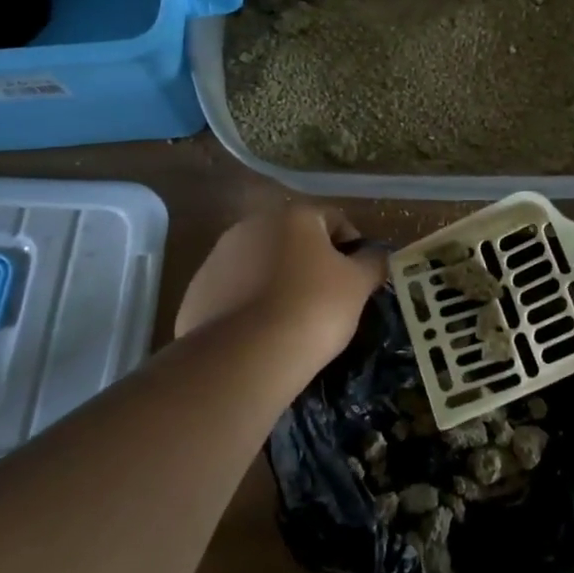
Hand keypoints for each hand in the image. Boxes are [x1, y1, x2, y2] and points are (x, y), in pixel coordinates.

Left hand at [175, 205, 386, 364]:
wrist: (245, 357)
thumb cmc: (313, 308)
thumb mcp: (358, 285)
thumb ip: (373, 262)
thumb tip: (376, 256)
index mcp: (293, 215)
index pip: (334, 219)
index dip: (353, 248)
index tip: (359, 280)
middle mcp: (252, 225)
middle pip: (294, 240)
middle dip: (312, 263)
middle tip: (329, 300)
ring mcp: (218, 258)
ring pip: (261, 265)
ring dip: (279, 282)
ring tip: (294, 320)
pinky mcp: (197, 292)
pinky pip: (236, 292)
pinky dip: (251, 305)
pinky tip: (263, 333)